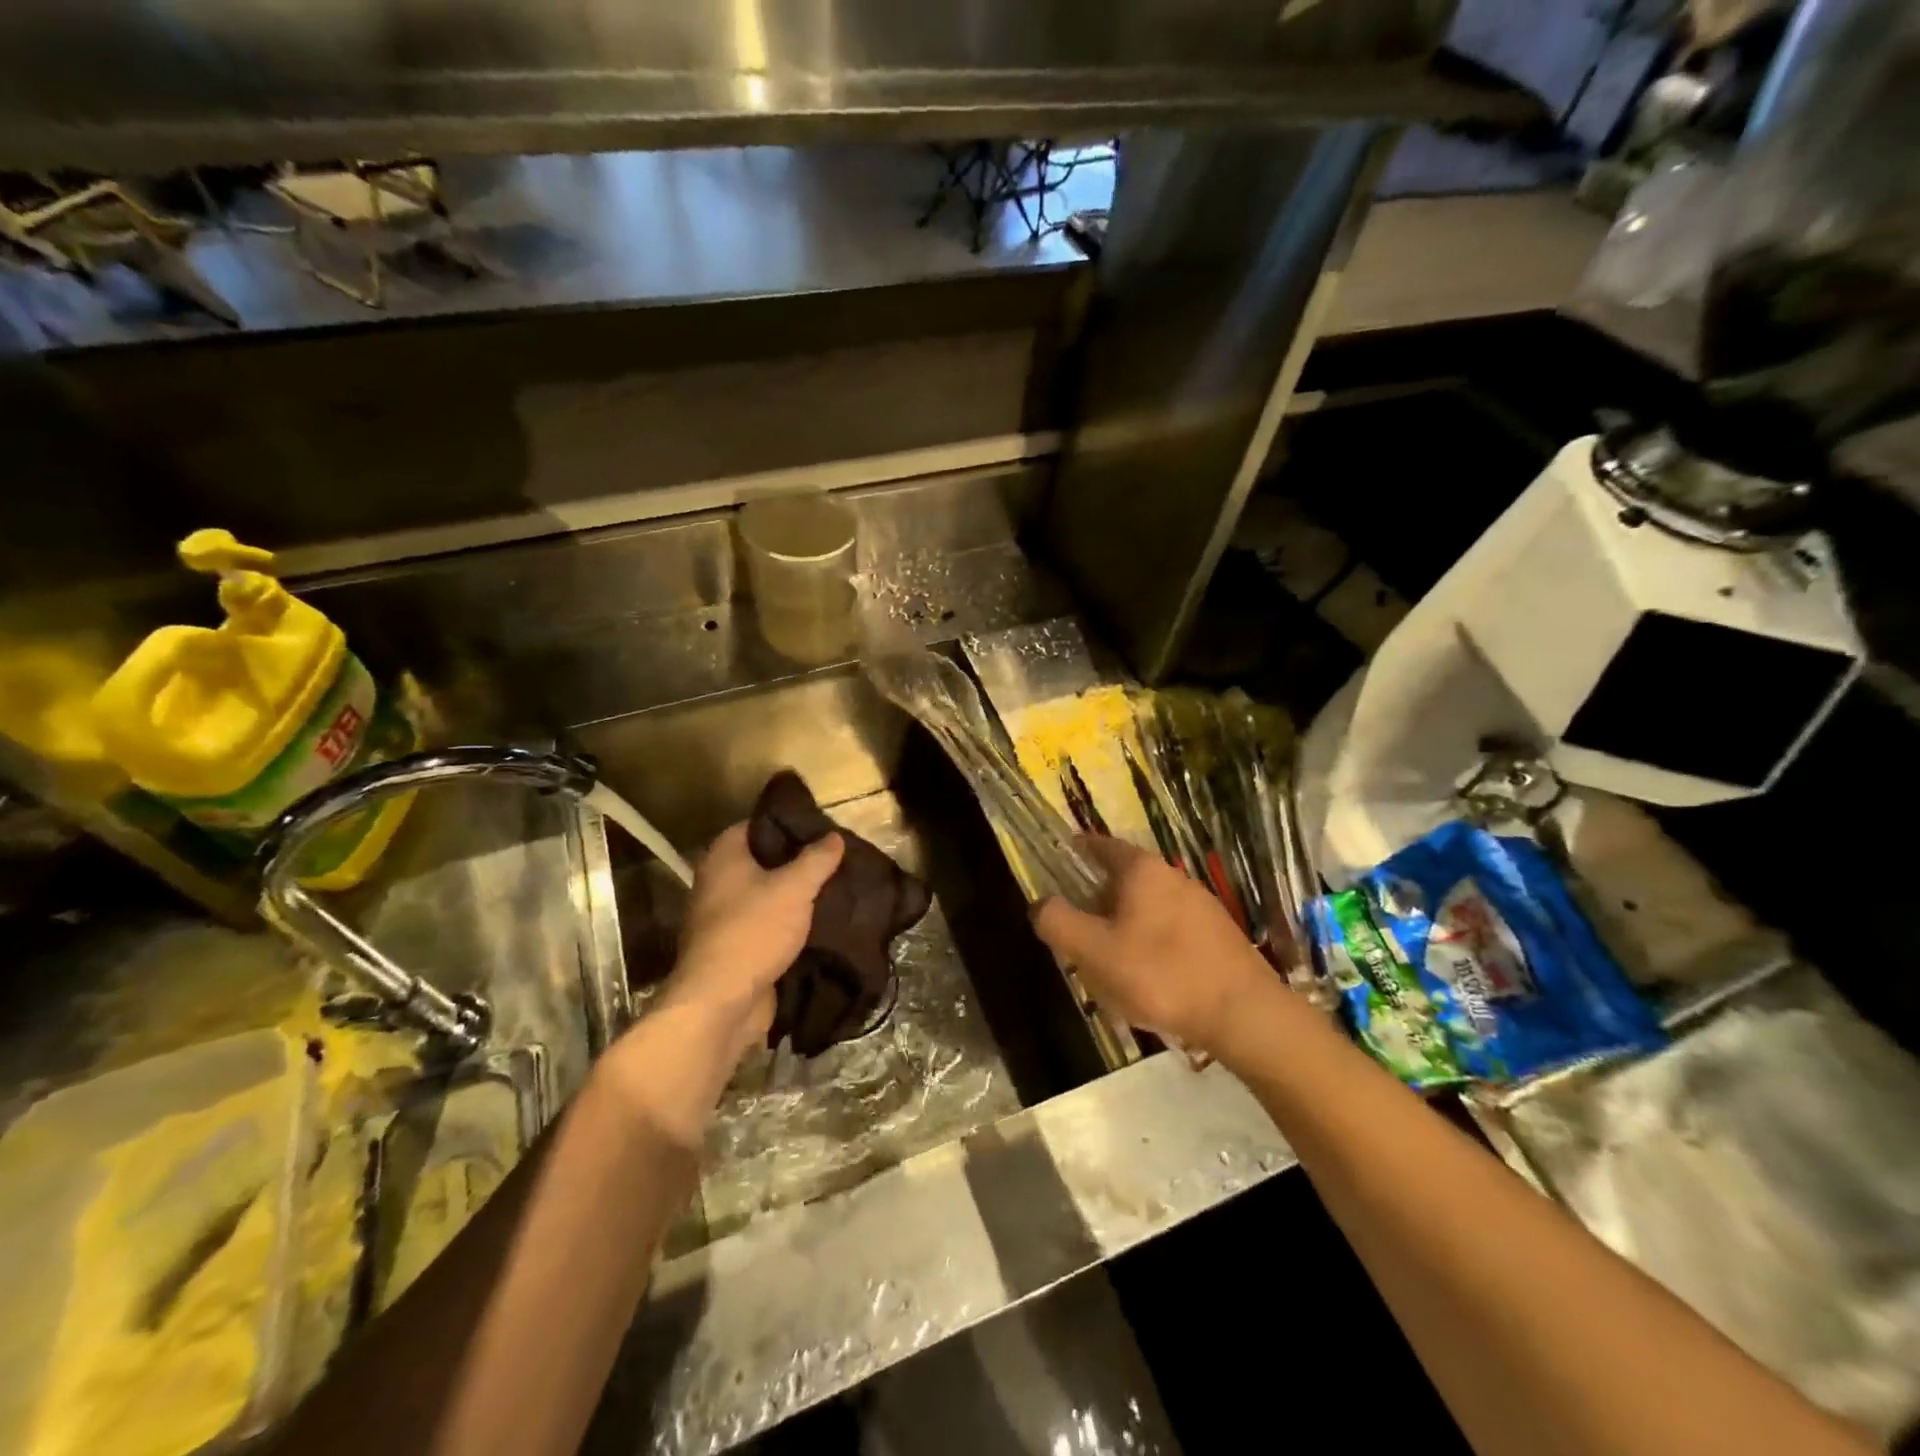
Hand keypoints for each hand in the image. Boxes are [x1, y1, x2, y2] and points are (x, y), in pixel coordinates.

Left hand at [601, 823, 841, 1146]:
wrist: (721, 1002)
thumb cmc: (753, 931)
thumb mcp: (794, 888)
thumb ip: (816, 859)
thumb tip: (834, 836)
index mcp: (724, 856)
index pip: (756, 824)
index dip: (788, 823)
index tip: (820, 828)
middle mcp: (717, 882)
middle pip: (763, 861)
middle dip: (797, 861)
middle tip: (834, 859)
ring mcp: (723, 917)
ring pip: (766, 895)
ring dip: (794, 896)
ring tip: (834, 888)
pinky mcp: (734, 948)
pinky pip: (766, 925)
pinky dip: (789, 924)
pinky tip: (821, 923)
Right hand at [1032, 836, 1273, 1055]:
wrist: (1244, 1014)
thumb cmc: (1160, 975)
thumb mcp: (1094, 952)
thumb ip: (1058, 923)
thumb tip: (1040, 903)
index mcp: (1141, 871)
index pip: (1101, 845)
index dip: (1078, 850)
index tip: (1061, 857)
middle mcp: (1172, 877)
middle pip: (1122, 880)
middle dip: (1097, 902)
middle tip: (1077, 933)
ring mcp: (1200, 904)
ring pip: (1146, 909)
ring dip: (1123, 928)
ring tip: (1109, 966)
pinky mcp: (1217, 935)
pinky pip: (1169, 931)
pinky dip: (1150, 945)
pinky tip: (1148, 981)